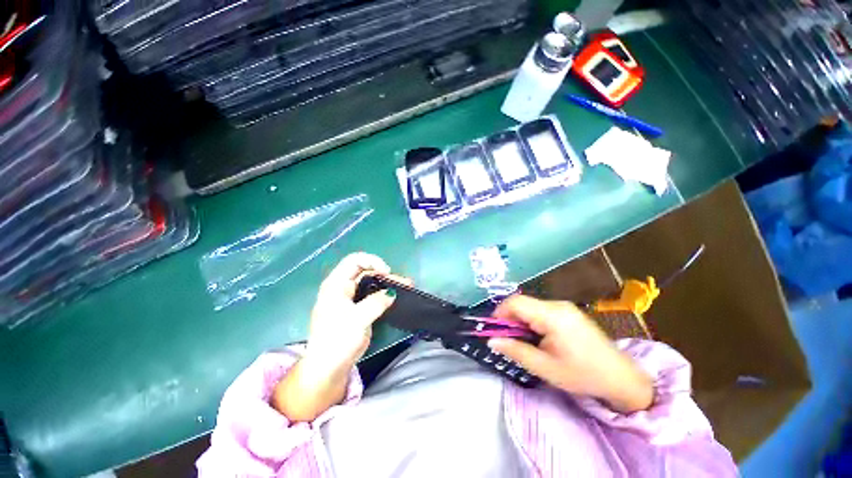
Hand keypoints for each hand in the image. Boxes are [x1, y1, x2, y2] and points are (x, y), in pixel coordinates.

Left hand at [305, 252, 409, 371]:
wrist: (329, 368)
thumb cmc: (338, 340)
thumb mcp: (358, 319)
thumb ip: (376, 302)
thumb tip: (392, 293)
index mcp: (336, 284)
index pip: (354, 261)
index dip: (372, 261)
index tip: (386, 272)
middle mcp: (343, 288)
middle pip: (366, 272)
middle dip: (385, 274)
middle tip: (403, 282)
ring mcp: (351, 299)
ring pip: (372, 284)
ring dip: (388, 284)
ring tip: (407, 285)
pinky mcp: (359, 309)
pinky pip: (373, 296)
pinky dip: (385, 294)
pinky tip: (397, 296)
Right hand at [488, 295, 652, 412]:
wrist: (621, 378)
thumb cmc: (582, 375)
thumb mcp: (545, 367)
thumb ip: (515, 351)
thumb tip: (491, 341)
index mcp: (552, 315)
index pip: (515, 302)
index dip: (499, 313)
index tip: (494, 330)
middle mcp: (557, 305)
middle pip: (522, 303)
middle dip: (510, 319)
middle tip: (507, 340)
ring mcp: (564, 307)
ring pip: (530, 307)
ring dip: (521, 321)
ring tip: (523, 341)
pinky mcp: (568, 312)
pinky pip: (541, 311)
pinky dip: (532, 321)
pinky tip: (538, 338)